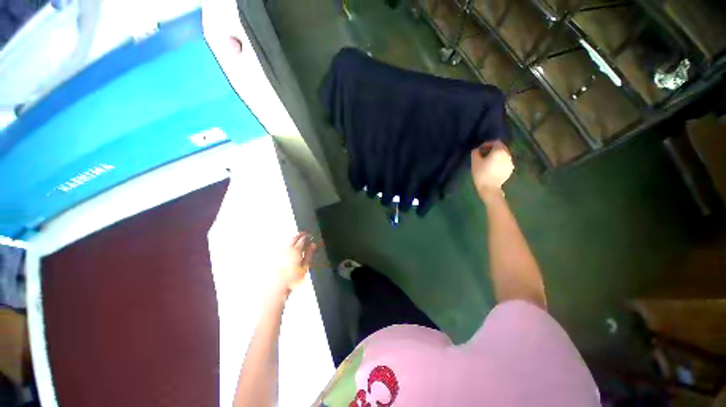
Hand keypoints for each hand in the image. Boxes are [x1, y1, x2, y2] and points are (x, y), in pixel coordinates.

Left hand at [276, 232, 318, 294]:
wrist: (277, 286)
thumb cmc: (292, 278)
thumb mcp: (305, 266)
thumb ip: (309, 254)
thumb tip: (313, 245)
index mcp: (296, 250)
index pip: (302, 239)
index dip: (307, 236)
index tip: (310, 236)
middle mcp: (287, 249)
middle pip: (294, 238)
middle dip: (299, 235)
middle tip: (304, 234)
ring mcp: (280, 252)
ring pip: (288, 242)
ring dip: (293, 239)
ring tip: (297, 240)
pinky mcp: (275, 256)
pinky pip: (283, 246)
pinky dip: (288, 245)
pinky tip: (290, 248)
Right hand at [471, 141, 513, 199]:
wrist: (489, 188)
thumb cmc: (481, 173)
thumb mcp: (475, 162)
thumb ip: (475, 152)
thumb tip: (477, 149)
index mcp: (499, 151)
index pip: (495, 142)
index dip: (487, 144)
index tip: (480, 149)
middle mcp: (507, 155)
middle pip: (501, 147)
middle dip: (493, 149)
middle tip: (484, 154)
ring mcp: (510, 162)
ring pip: (503, 155)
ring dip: (497, 155)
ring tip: (488, 161)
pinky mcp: (510, 169)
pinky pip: (505, 162)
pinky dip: (500, 162)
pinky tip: (493, 167)